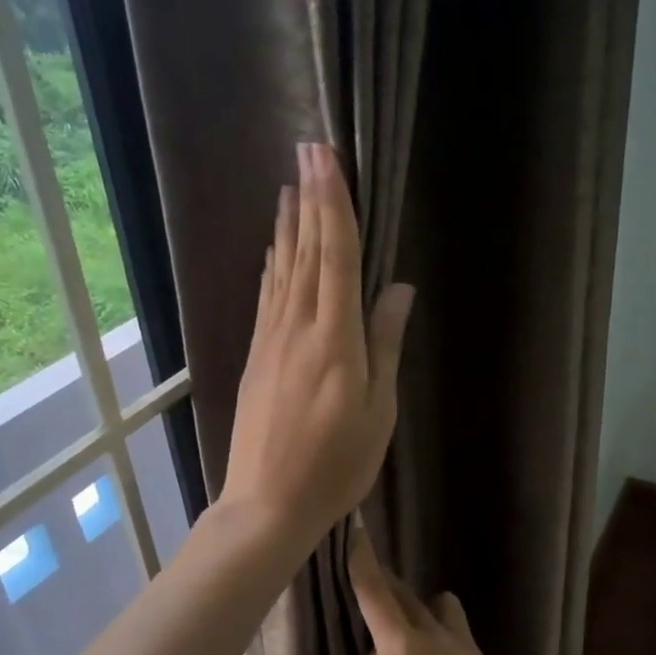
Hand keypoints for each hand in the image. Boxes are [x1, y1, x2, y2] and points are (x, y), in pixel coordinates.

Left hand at [221, 143, 413, 556]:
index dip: (333, 203)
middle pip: (307, 251)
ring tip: (288, 188)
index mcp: (335, 336)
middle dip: (309, 199)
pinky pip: (267, 298)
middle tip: (307, 151)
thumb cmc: (336, 464)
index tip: (326, 158)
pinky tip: (273, 252)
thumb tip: (399, 288)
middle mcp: (297, 326)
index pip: (336, 254)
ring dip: (288, 226)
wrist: (267, 503)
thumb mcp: (378, 411)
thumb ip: (385, 344)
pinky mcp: (256, 358)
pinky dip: (272, 267)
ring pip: (282, 270)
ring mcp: (270, 341)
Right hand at [349, 527, 516, 654]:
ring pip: (439, 606)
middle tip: (370, 587)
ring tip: (408, 636)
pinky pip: (455, 630)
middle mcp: (436, 634)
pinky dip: (438, 634)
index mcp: (403, 645)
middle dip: (387, 585)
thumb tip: (383, 645)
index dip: (363, 561)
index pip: (376, 592)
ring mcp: (464, 645)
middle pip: (406, 594)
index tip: (356, 533)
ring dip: (420, 607)